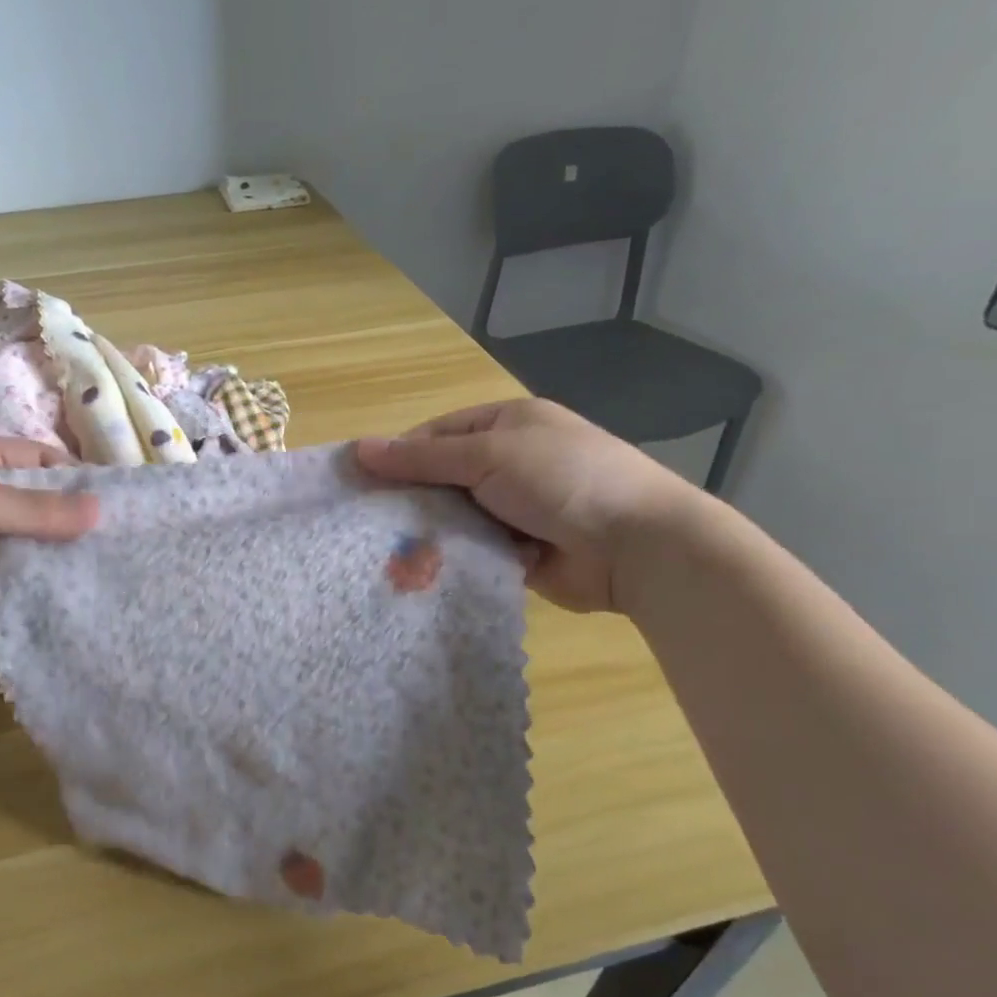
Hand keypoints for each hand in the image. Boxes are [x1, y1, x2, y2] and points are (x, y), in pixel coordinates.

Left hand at [0, 435, 97, 636]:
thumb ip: (34, 509)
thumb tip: (99, 512)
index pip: (36, 458)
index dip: (74, 474)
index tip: (115, 499)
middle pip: (35, 502)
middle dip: (70, 518)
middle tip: (119, 539)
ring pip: (25, 541)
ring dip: (55, 553)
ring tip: (106, 566)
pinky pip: (10, 576)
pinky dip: (34, 582)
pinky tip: (69, 592)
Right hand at [356, 399, 703, 613]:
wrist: (636, 545)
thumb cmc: (561, 479)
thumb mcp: (487, 456)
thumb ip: (423, 458)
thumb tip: (359, 449)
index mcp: (507, 426)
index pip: (437, 433)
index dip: (400, 454)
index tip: (362, 480)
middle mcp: (509, 463)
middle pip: (443, 477)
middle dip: (412, 498)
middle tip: (369, 522)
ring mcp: (516, 509)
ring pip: (455, 516)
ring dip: (431, 531)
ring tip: (388, 551)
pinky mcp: (518, 551)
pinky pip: (472, 549)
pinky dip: (453, 557)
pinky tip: (421, 571)